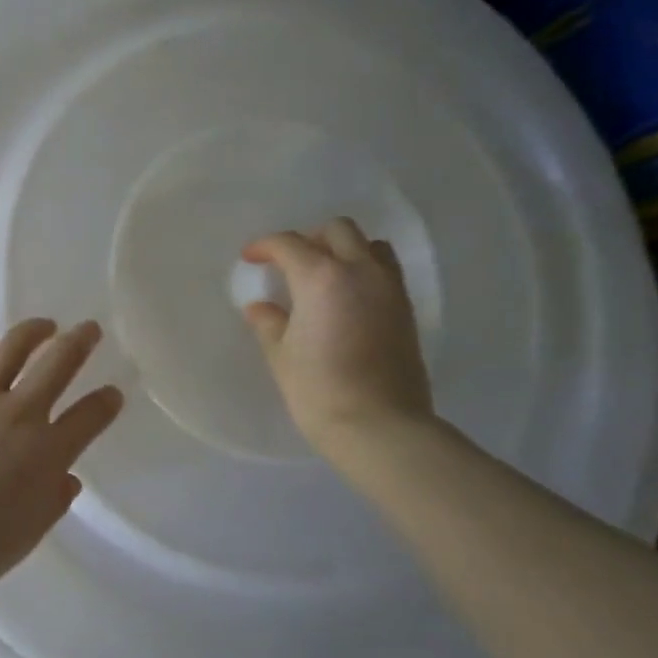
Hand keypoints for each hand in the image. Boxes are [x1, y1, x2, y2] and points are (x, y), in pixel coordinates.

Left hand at [0, 319, 124, 592]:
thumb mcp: (29, 532)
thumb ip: (53, 500)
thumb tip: (67, 478)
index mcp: (48, 452)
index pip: (90, 416)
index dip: (106, 402)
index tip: (113, 393)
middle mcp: (19, 414)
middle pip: (58, 364)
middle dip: (80, 342)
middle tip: (89, 329)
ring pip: (12, 348)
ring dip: (33, 331)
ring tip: (44, 325)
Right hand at [240, 220, 432, 451]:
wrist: (380, 426)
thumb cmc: (319, 389)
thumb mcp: (281, 354)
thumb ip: (269, 322)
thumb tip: (261, 308)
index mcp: (321, 277)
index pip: (289, 244)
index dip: (265, 246)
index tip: (251, 259)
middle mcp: (360, 271)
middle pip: (337, 230)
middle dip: (309, 238)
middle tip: (289, 262)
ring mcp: (389, 289)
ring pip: (370, 245)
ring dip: (344, 249)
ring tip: (324, 274)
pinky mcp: (406, 310)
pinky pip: (385, 271)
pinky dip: (364, 270)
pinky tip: (347, 298)